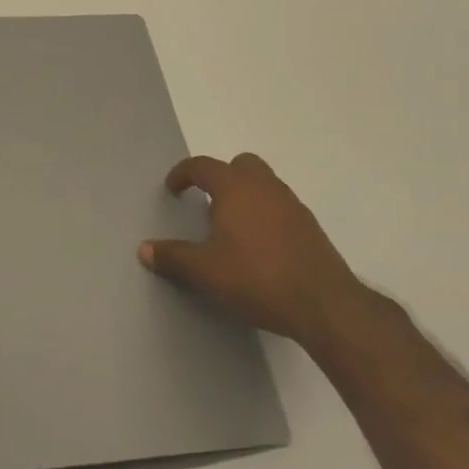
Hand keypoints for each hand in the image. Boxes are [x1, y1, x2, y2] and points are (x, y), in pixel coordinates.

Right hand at [141, 153, 367, 348]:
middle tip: (208, 204)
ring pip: (263, 184)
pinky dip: (265, 214)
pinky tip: (259, 245)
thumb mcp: (205, 271)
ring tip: (232, 227)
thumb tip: (144, 249)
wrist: (324, 304)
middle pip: (240, 165)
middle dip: (221, 177)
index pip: (202, 166)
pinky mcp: (310, 226)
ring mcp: (291, 204)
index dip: (183, 174)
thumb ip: (173, 257)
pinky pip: (280, 206)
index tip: (173, 189)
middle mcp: (264, 186)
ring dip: (245, 195)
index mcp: (235, 187)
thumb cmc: (257, 278)